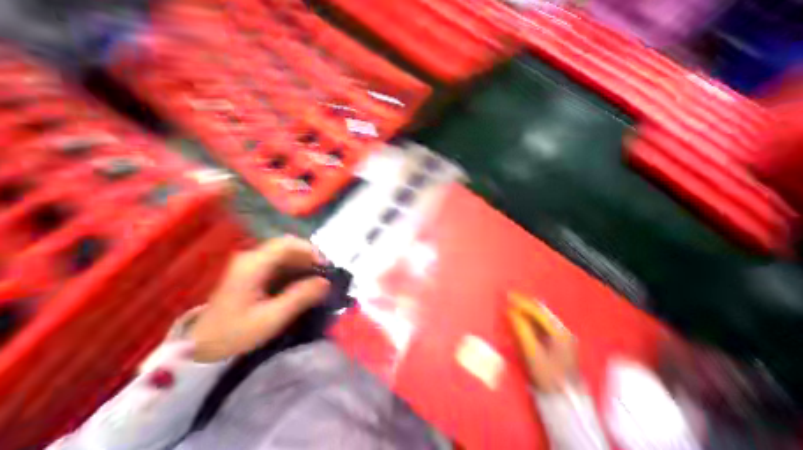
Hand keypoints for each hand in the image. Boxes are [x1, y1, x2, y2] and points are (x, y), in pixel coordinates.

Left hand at [190, 237, 330, 364]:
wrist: (202, 345)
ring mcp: (252, 262)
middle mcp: (252, 257)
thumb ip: (300, 297)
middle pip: (288, 245)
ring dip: (304, 260)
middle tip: (324, 271)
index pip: (287, 244)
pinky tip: (304, 279)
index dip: (310, 250)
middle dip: (310, 255)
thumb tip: (326, 282)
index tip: (325, 266)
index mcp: (253, 265)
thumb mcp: (271, 318)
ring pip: (286, 252)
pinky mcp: (254, 270)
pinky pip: (281, 260)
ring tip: (318, 275)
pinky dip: (296, 266)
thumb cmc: (235, 333)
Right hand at [507, 303, 576, 392]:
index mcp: (560, 333)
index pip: (538, 311)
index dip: (522, 302)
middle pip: (541, 311)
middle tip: (508, 297)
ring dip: (526, 310)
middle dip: (524, 303)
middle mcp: (563, 331)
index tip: (507, 296)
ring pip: (540, 316)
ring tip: (512, 304)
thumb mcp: (532, 353)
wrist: (564, 401)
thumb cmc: (547, 376)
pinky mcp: (557, 341)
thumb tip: (510, 312)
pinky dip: (529, 318)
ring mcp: (561, 336)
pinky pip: (540, 323)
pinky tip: (520, 317)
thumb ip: (521, 330)